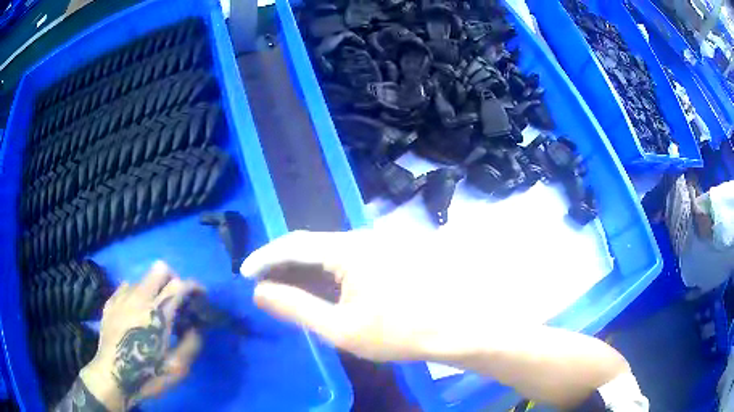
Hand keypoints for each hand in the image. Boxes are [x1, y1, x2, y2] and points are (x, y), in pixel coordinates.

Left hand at [80, 262, 202, 410]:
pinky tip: (135, 315)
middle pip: (160, 269)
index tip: (201, 296)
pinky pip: (126, 287)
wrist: (113, 377)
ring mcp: (122, 297)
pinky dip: (136, 296)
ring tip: (153, 312)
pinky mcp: (110, 302)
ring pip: (143, 278)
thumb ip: (191, 344)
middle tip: (176, 301)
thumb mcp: (177, 368)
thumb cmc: (147, 375)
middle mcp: (139, 297)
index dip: (194, 287)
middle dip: (173, 280)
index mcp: (158, 314)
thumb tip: (196, 327)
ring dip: (153, 290)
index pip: (180, 285)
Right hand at [241, 230, 634, 408]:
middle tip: (263, 283)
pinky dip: (330, 273)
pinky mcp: (395, 255)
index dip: (264, 256)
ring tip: (288, 289)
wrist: (462, 326)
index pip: (293, 243)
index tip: (244, 272)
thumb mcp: (342, 328)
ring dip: (307, 268)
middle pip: (312, 244)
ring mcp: (383, 244)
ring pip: (332, 252)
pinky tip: (327, 290)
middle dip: (283, 263)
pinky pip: (351, 259)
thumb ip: (297, 308)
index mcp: (348, 249)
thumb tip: (260, 292)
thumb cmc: (402, 331)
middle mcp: (364, 237)